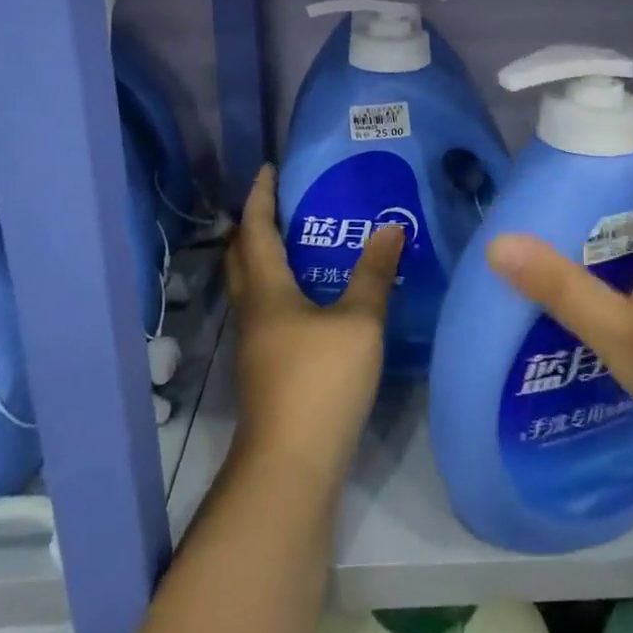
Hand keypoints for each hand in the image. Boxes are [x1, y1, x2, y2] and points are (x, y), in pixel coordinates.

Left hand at [224, 165, 404, 489]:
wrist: (291, 463)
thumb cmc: (322, 381)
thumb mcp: (359, 322)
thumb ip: (374, 274)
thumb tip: (391, 227)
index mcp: (267, 291)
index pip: (256, 230)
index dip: (260, 197)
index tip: (267, 169)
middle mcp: (252, 312)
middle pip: (241, 257)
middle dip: (253, 224)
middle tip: (277, 202)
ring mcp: (254, 344)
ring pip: (250, 286)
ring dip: (262, 257)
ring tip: (295, 241)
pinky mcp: (264, 368)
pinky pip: (264, 310)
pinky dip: (277, 287)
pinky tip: (307, 298)